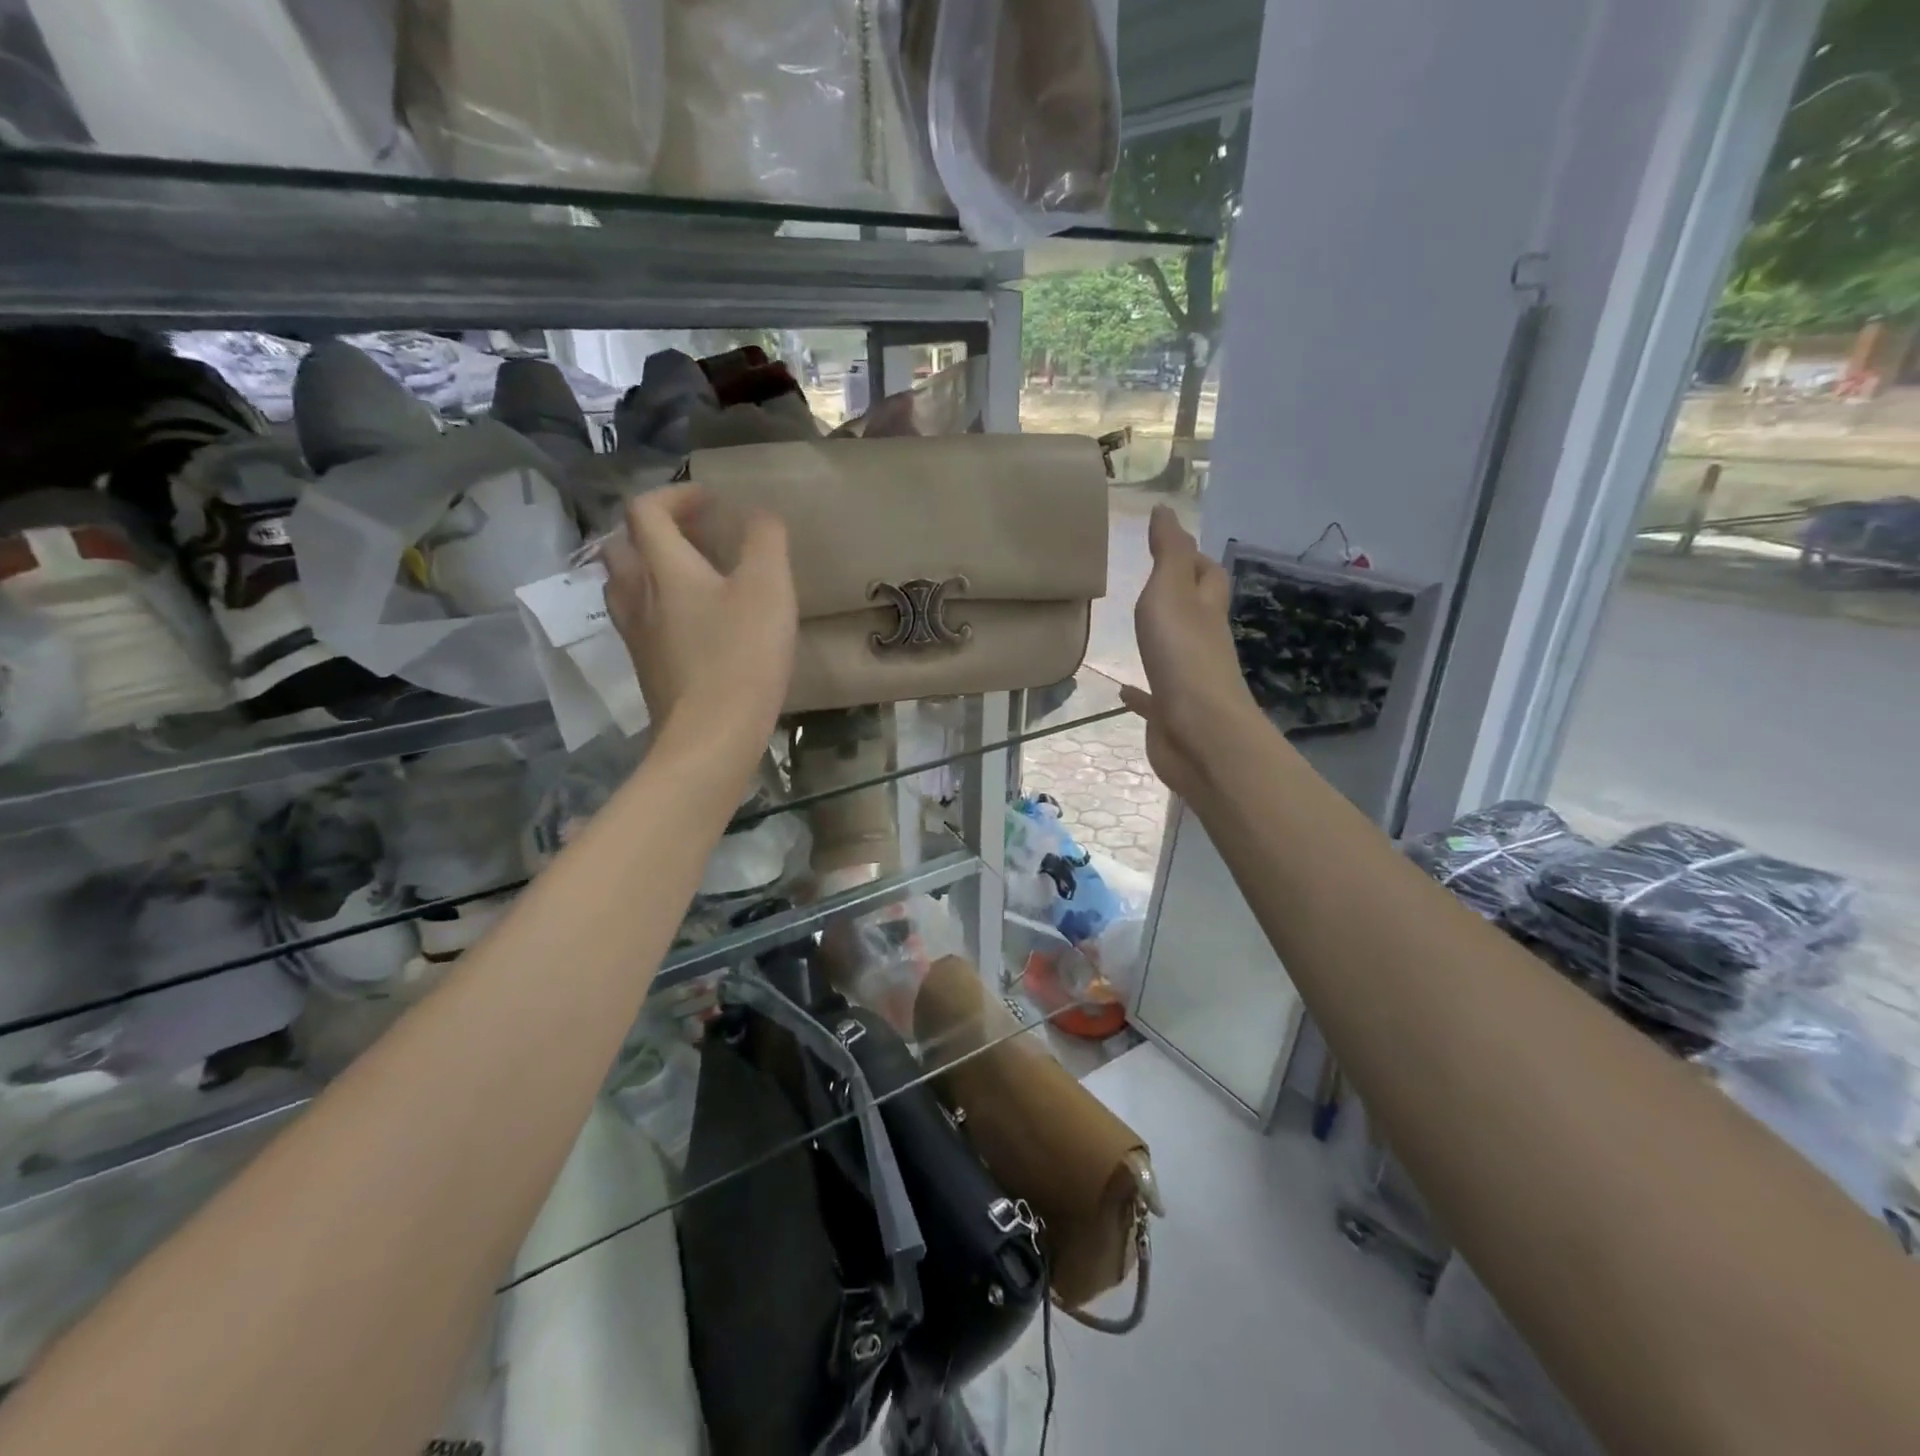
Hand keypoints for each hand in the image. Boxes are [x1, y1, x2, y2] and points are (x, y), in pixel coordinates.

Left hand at [603, 485, 795, 770]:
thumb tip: (759, 514)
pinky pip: (640, 622)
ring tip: (690, 578)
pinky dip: (659, 607)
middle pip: (624, 546)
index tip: (710, 501)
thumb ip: (765, 540)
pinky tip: (693, 625)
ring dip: (651, 569)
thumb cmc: (741, 656)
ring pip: (626, 587)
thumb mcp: (768, 588)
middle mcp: (636, 595)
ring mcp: (635, 636)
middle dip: (655, 531)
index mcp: (662, 567)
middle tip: (694, 536)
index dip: (675, 495)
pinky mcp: (647, 669)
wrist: (711, 736)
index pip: (646, 510)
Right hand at [1120, 506, 1260, 798]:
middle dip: (1181, 596)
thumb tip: (1166, 509)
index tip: (1167, 544)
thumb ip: (1168, 553)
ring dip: (1162, 640)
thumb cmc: (1183, 656)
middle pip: (1197, 612)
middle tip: (1149, 585)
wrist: (1198, 733)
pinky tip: (1123, 691)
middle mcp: (1202, 643)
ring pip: (1176, 652)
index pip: (1207, 574)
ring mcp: (1188, 681)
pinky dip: (1140, 692)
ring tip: (1136, 631)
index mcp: (1205, 611)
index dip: (1192, 557)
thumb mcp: (1171, 591)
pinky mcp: (1171, 713)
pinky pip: (1153, 697)